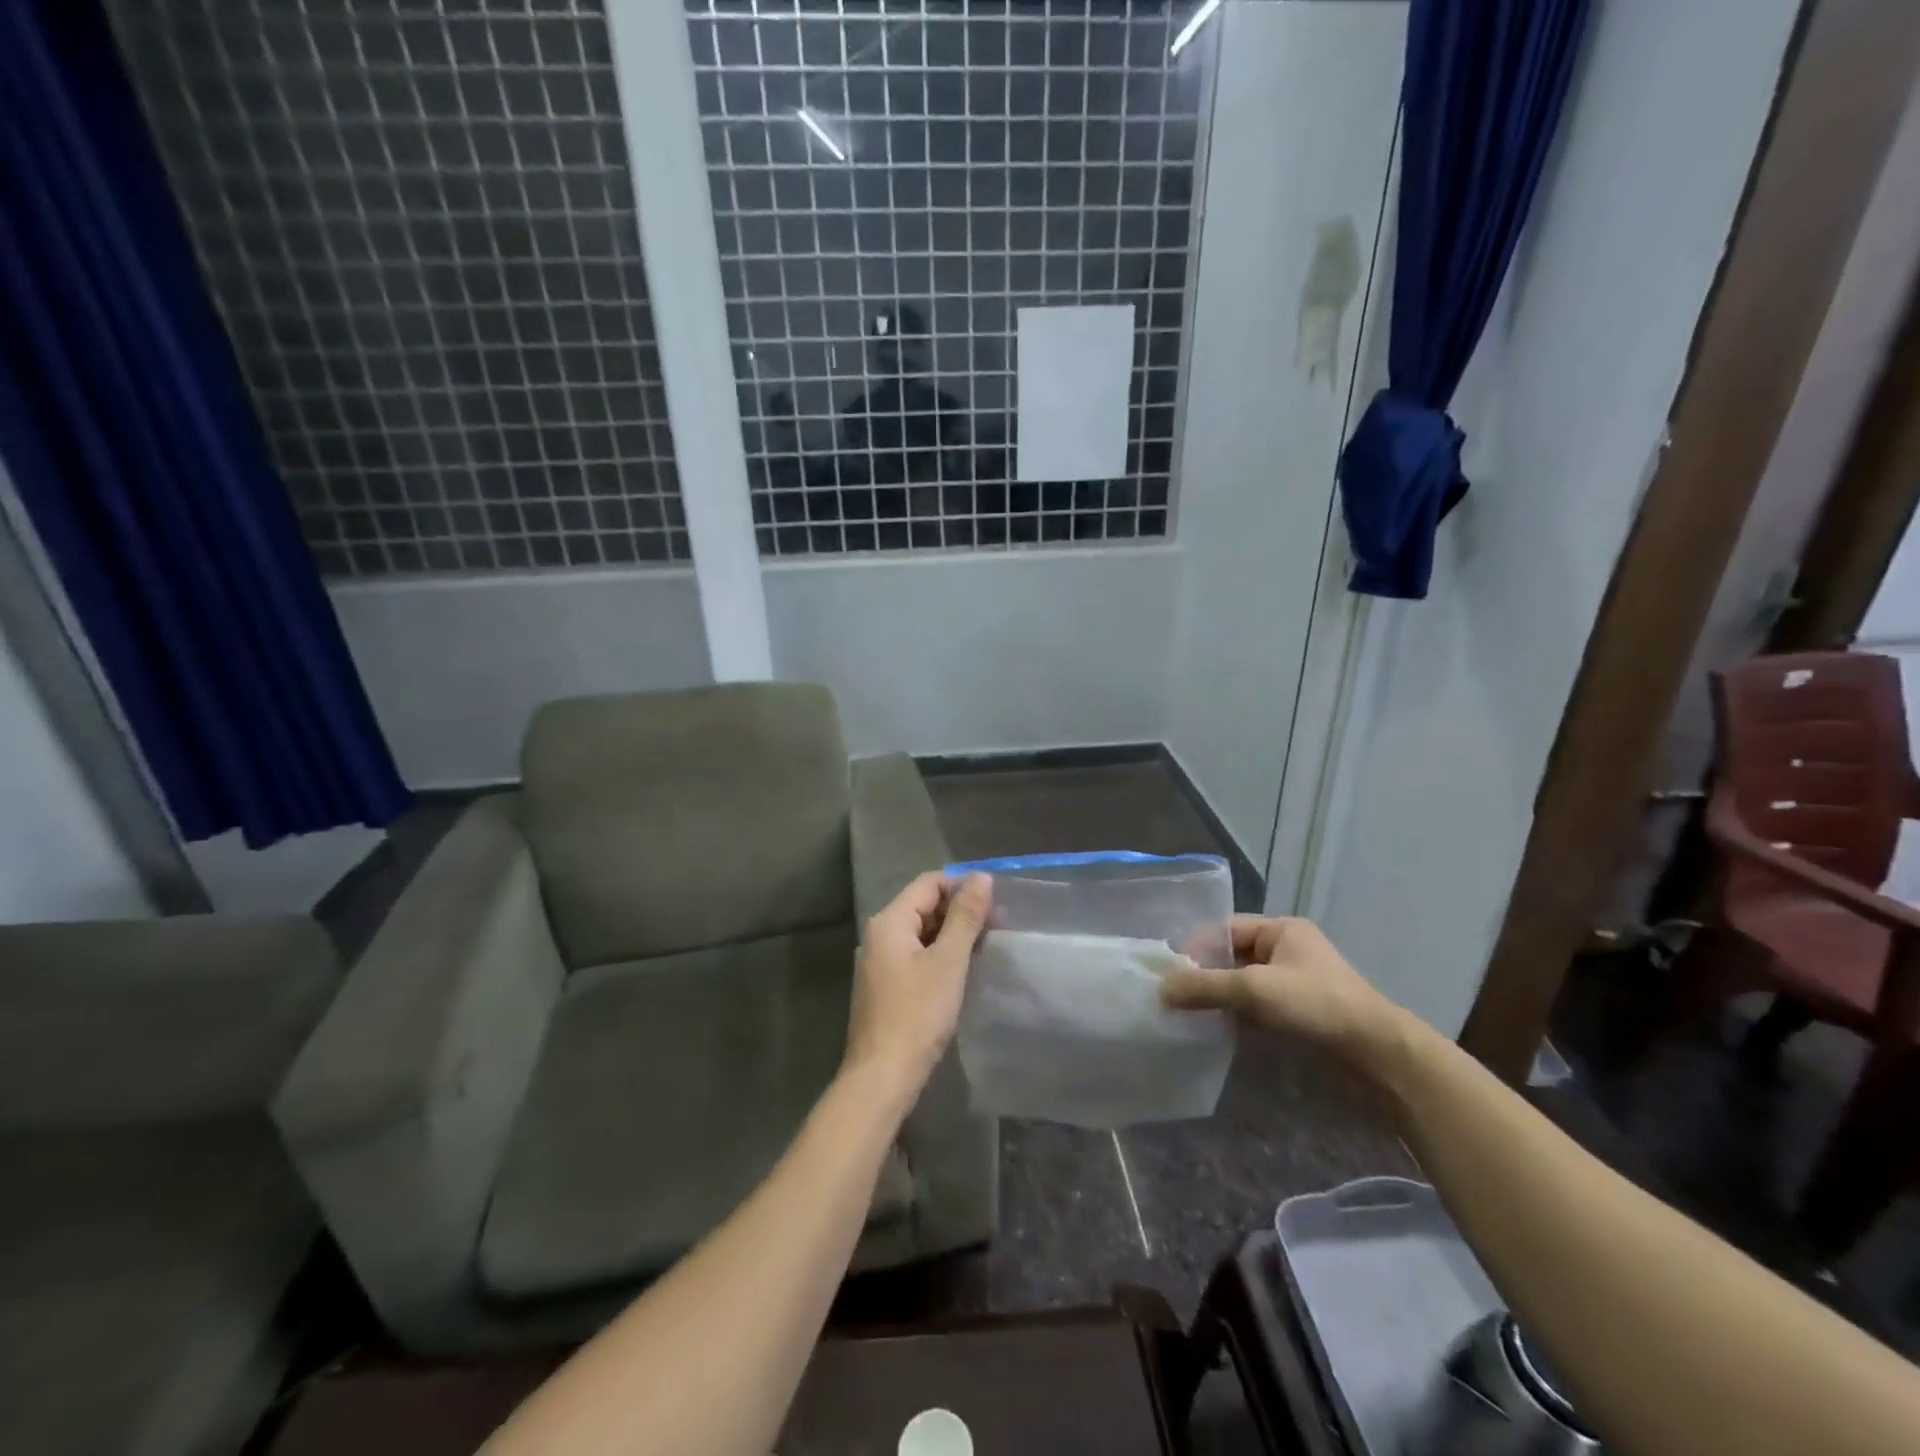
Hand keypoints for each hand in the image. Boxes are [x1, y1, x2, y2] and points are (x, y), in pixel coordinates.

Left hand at [843, 871, 992, 1096]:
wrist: (882, 1077)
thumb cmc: (917, 1015)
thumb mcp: (948, 962)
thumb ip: (965, 917)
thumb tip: (981, 877)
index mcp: (889, 921)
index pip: (929, 883)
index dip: (962, 886)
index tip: (996, 903)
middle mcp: (879, 935)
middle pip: (924, 905)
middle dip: (960, 911)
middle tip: (997, 925)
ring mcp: (880, 962)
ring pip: (922, 932)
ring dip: (952, 934)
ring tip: (986, 945)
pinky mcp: (886, 986)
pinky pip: (917, 955)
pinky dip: (940, 955)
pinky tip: (963, 969)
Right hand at [1160, 915, 1404, 1061]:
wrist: (1377, 1053)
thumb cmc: (1315, 1004)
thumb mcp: (1254, 989)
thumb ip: (1205, 987)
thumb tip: (1161, 990)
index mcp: (1281, 929)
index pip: (1226, 929)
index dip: (1197, 948)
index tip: (1171, 973)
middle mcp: (1288, 949)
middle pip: (1233, 956)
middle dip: (1206, 975)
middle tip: (1176, 996)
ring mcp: (1296, 982)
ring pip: (1244, 983)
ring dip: (1221, 998)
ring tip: (1191, 1015)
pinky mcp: (1301, 1012)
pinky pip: (1258, 1006)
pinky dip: (1238, 1015)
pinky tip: (1219, 1029)